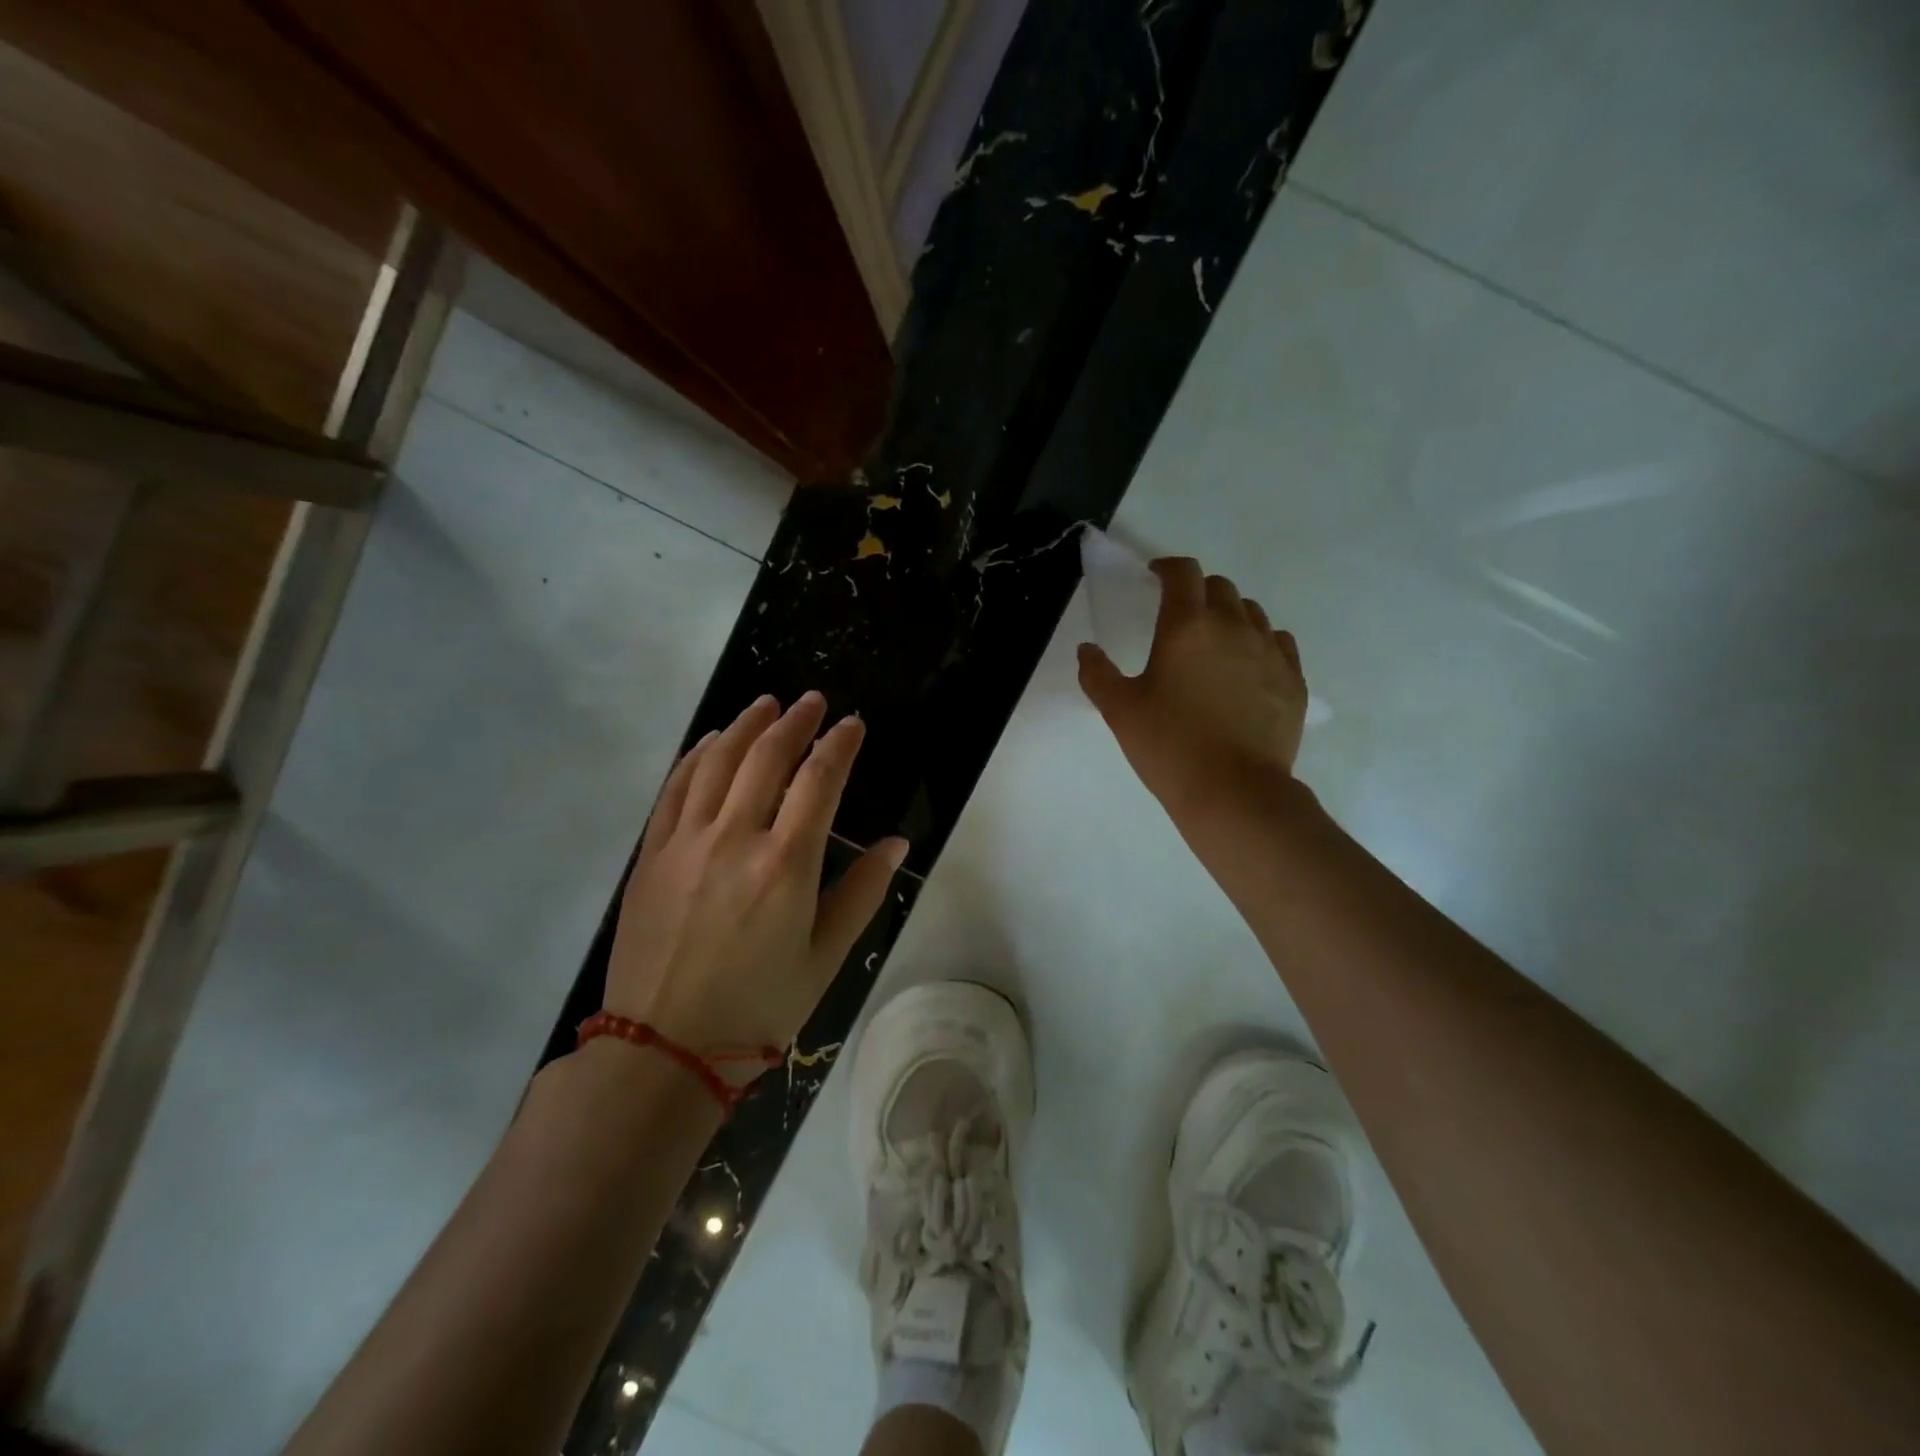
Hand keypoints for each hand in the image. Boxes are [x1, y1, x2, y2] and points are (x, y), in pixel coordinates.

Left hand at [606, 692, 906, 1055]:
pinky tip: (710, 742)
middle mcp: (735, 839)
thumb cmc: (758, 1007)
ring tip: (766, 704)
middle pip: (767, 757)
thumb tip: (896, 844)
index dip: (839, 744)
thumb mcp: (825, 958)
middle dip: (795, 721)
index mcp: (785, 865)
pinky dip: (696, 756)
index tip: (852, 724)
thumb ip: (861, 893)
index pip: (818, 781)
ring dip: (745, 726)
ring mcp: (686, 842)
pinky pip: (674, 788)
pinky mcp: (652, 854)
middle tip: (813, 701)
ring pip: (717, 762)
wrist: (663, 1048)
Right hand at [1077, 557, 1307, 821]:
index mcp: (1187, 627)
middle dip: (1197, 592)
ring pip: (1252, 612)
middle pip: (1220, 587)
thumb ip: (1098, 674)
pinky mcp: (1294, 679)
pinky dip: (1260, 642)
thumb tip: (1087, 650)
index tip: (1155, 578)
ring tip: (1214, 642)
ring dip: (1230, 615)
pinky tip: (1248, 666)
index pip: (1183, 573)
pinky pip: (1278, 642)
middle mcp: (1233, 627)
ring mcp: (1270, 652)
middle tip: (1180, 617)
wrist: (1233, 792)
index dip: (1167, 568)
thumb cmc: (1169, 746)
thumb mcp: (1120, 711)